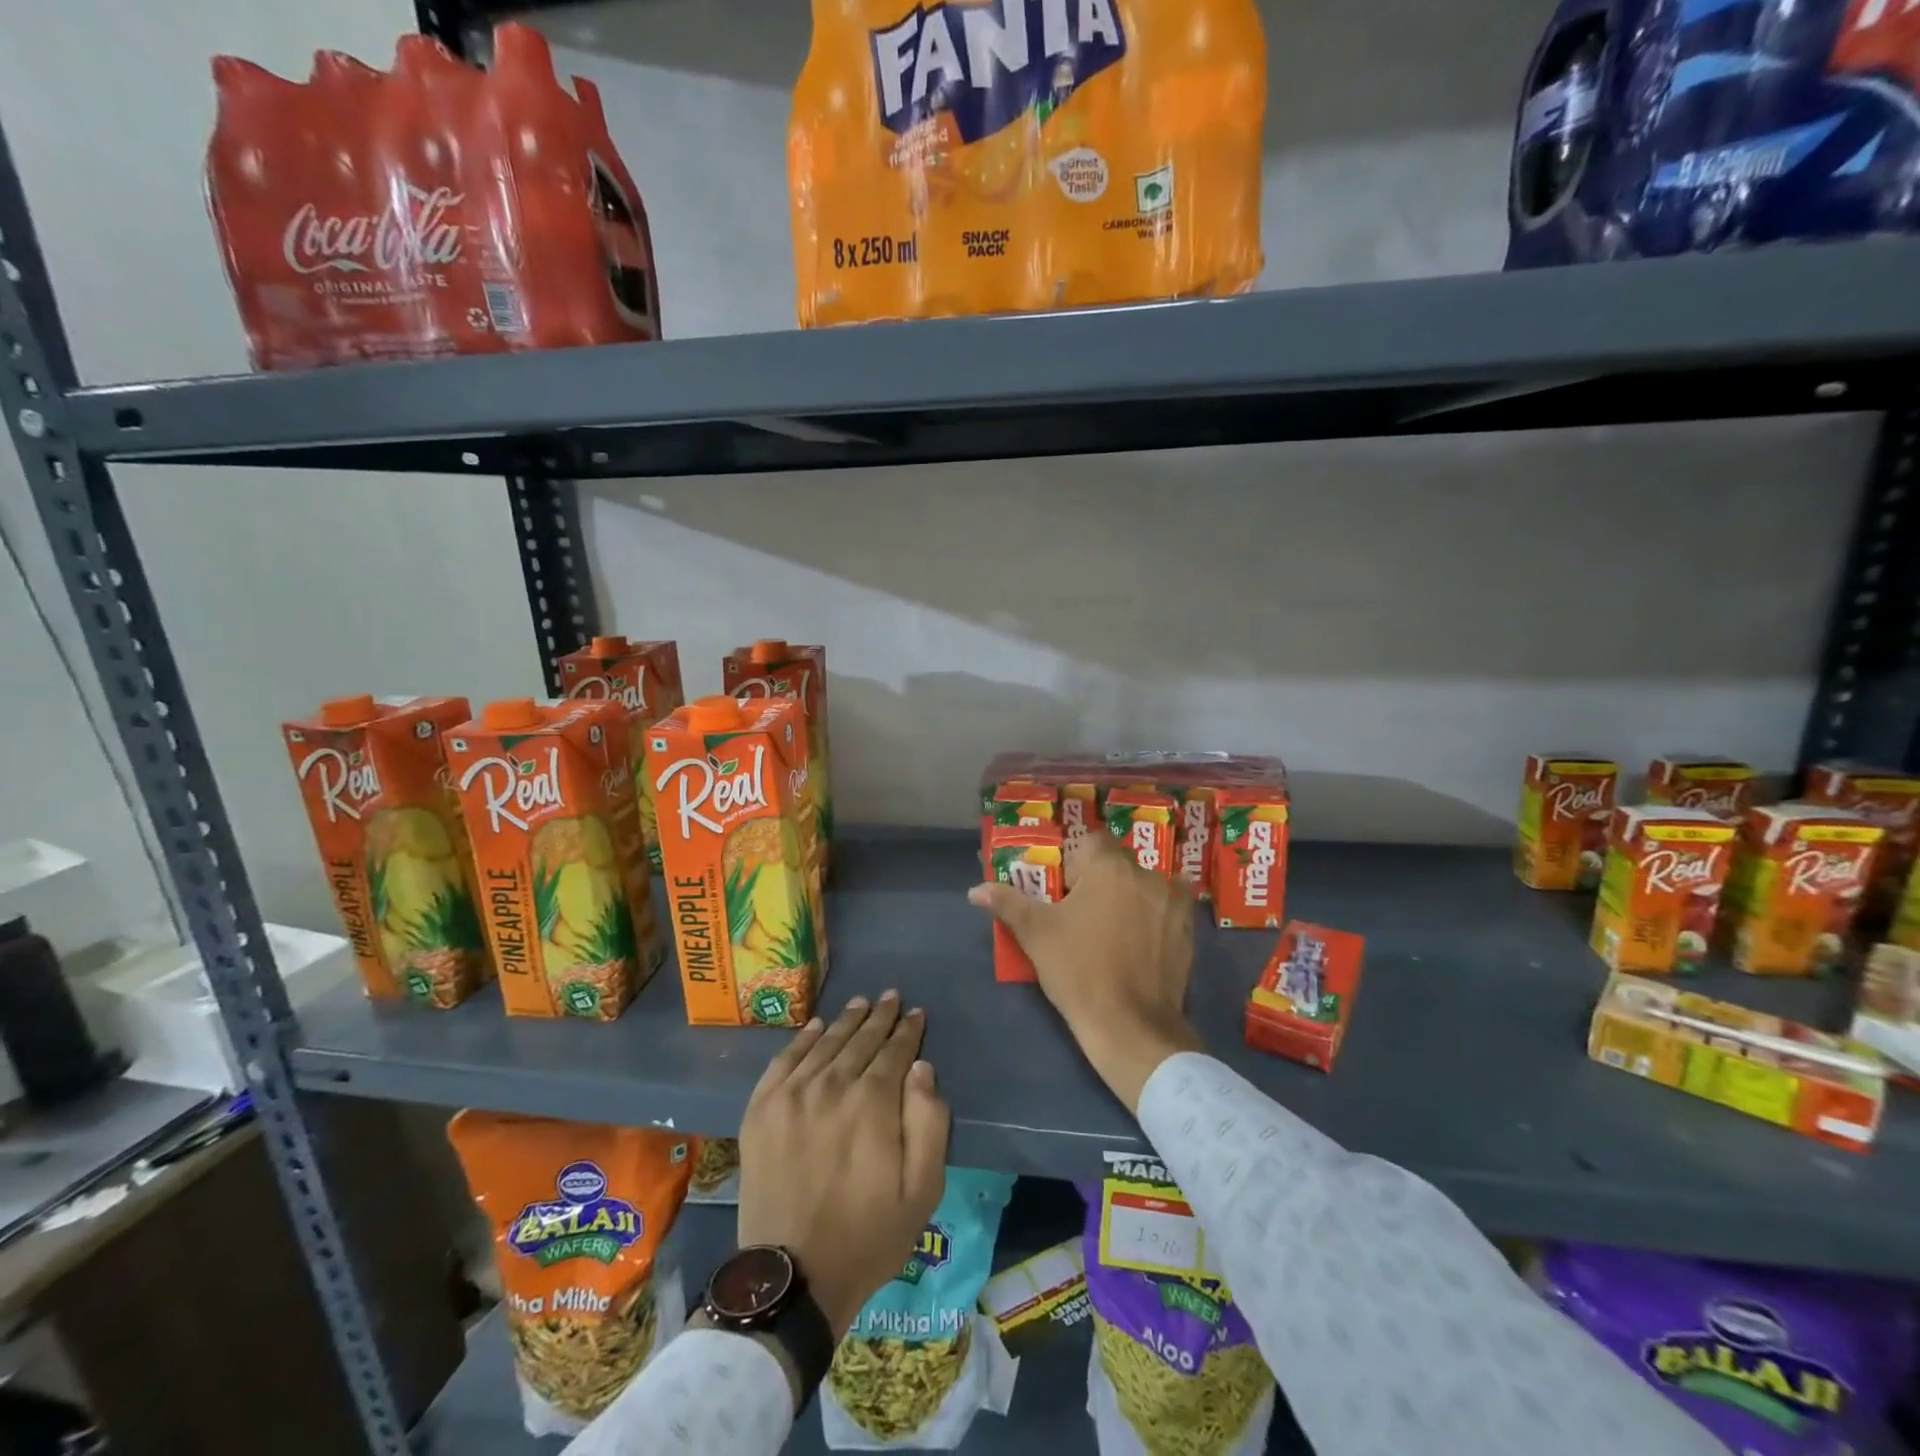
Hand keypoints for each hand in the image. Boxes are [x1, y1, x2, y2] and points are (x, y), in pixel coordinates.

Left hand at [736, 992, 949, 1338]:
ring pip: (826, 1044)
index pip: (895, 1052)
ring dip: (846, 1021)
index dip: (908, 1031)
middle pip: (861, 1041)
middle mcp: (832, 1086)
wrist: (792, 1278)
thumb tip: (922, 1069)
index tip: (917, 1014)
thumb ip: (929, 1123)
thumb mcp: (922, 1191)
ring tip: (860, 1003)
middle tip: (891, 997)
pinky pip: (785, 1060)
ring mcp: (791, 1095)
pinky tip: (816, 1027)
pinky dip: (803, 1039)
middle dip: (880, 1017)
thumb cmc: (868, 1237)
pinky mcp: (761, 1110)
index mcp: (873, 1104)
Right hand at [968, 829, 1202, 1111]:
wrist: (1131, 1026)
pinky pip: (1167, 908)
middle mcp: (1147, 875)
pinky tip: (1139, 943)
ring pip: (1144, 885)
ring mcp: (1174, 902)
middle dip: (1101, 881)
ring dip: (1130, 896)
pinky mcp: (1189, 930)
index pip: (1091, 842)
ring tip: (1113, 930)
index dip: (1076, 863)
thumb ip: (1007, 903)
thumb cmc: (1079, 971)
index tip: (1065, 891)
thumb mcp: (1036, 934)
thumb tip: (974, 890)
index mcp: (1109, 867)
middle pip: (1118, 864)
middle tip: (1083, 914)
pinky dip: (1154, 916)